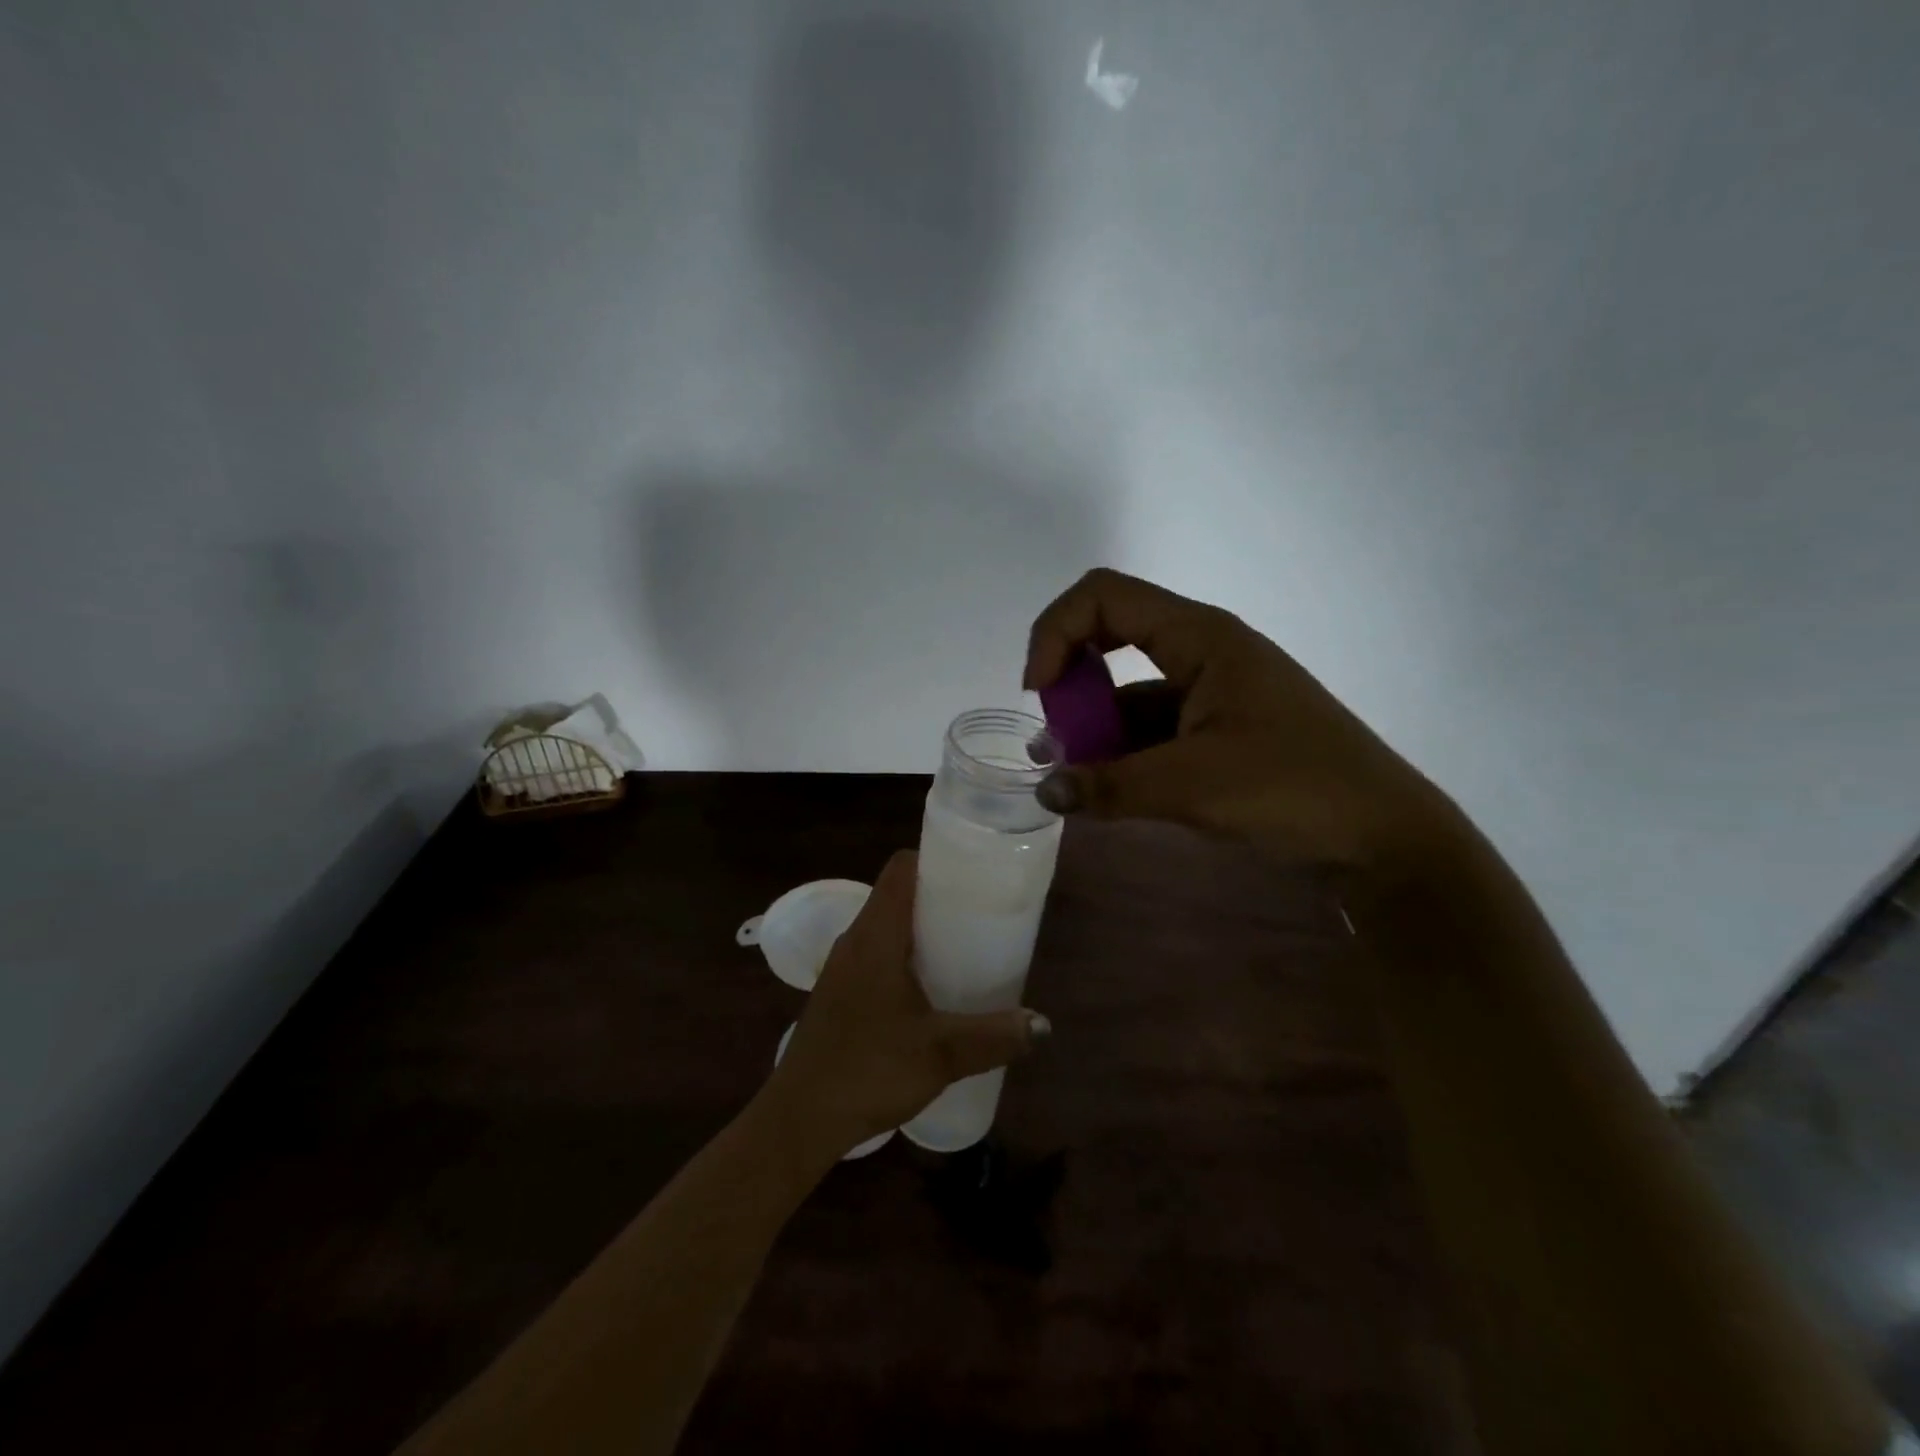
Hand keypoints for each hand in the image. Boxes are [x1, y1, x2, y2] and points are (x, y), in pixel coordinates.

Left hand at [765, 851, 1049, 1157]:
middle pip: (897, 893)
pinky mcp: (840, 992)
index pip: (901, 868)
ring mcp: (843, 966)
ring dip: (923, 927)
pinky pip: (877, 952)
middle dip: (940, 895)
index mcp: (875, 935)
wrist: (800, 1119)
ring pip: (887, 925)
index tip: (974, 872)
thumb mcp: (940, 1053)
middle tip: (983, 912)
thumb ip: (994, 1036)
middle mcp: (855, 939)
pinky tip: (932, 987)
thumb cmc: (868, 1070)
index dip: (936, 859)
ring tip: (966, 945)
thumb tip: (1042, 1025)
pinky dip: (906, 953)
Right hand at [1023, 569, 1458, 875]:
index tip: (1040, 693)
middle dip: (1070, 679)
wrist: (1383, 839)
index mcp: (1201, 638)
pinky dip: (1121, 751)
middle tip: (1053, 735)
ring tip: (1067, 777)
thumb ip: (1109, 785)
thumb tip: (1044, 790)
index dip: (1056, 632)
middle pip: (1111, 635)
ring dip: (1092, 725)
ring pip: (1129, 689)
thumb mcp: (1192, 786)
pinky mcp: (1218, 730)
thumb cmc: (1294, 790)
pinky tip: (1103, 788)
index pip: (1103, 597)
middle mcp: (1203, 652)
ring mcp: (1212, 692)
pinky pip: (1152, 727)